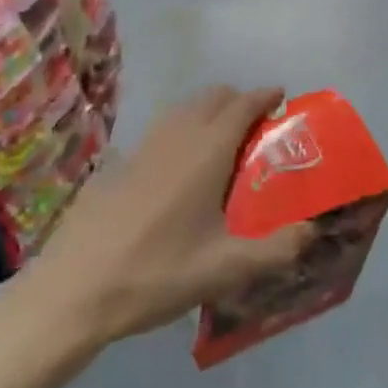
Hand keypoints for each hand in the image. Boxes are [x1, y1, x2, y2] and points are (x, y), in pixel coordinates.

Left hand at [19, 86, 313, 345]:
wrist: (74, 291)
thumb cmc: (156, 274)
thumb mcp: (225, 270)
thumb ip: (276, 249)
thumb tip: (313, 231)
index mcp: (206, 152)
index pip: (242, 105)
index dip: (265, 96)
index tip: (281, 97)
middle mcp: (176, 137)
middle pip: (212, 97)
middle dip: (238, 100)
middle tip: (257, 126)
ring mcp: (142, 147)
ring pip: (183, 109)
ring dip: (207, 111)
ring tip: (221, 141)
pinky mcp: (117, 164)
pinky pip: (159, 130)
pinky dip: (179, 130)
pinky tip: (176, 169)